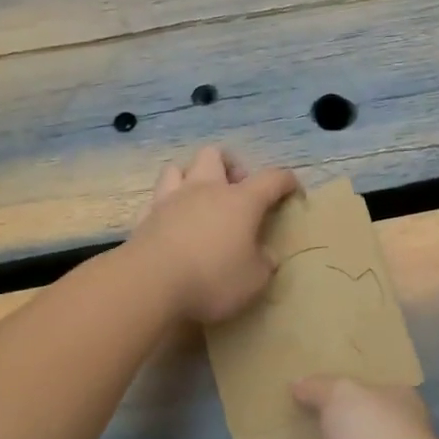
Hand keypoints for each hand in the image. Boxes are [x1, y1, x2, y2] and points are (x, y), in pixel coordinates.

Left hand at [129, 145, 299, 322]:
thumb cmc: (212, 278)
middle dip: (229, 167)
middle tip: (236, 193)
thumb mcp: (254, 280)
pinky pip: (156, 200)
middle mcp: (205, 190)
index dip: (287, 182)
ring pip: (178, 168)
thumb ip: (264, 263)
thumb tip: (265, 255)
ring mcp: (170, 200)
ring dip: (191, 178)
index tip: (294, 192)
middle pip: (215, 155)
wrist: (150, 283)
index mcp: (240, 201)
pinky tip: (171, 223)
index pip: (272, 179)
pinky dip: (166, 207)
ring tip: (199, 201)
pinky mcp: (144, 217)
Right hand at [280, 378, 438, 438]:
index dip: (348, 382)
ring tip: (282, 422)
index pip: (372, 390)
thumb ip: (318, 387)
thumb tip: (298, 383)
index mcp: (396, 408)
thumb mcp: (342, 393)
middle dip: (327, 414)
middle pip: (351, 424)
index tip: (320, 373)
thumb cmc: (374, 431)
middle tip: (295, 397)